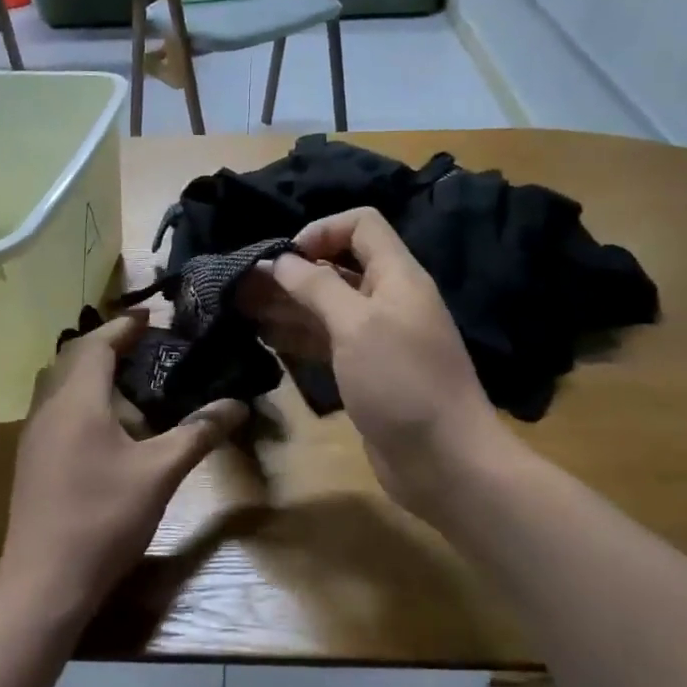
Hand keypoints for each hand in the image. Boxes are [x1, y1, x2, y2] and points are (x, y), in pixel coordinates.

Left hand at [0, 315, 246, 621]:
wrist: (45, 581)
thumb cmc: (105, 518)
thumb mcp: (161, 473)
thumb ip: (198, 433)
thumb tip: (237, 405)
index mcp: (77, 400)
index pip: (97, 343)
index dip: (124, 326)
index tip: (151, 317)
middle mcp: (48, 407)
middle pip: (72, 357)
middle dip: (106, 343)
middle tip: (143, 343)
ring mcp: (33, 434)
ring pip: (58, 382)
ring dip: (88, 369)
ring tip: (125, 375)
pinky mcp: (30, 458)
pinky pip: (54, 407)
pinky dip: (78, 395)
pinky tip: (102, 421)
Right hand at [240, 208, 503, 513]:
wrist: (444, 461)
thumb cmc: (402, 382)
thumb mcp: (357, 325)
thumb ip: (318, 287)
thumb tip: (282, 260)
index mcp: (396, 276)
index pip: (361, 225)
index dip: (321, 231)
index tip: (285, 259)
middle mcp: (387, 300)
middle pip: (336, 267)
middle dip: (292, 272)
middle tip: (243, 285)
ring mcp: (376, 338)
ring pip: (326, 307)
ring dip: (287, 304)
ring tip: (241, 307)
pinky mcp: (364, 371)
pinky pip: (327, 341)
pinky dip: (297, 335)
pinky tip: (264, 337)